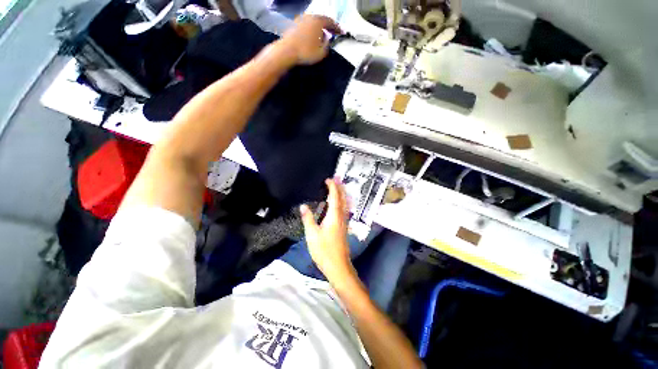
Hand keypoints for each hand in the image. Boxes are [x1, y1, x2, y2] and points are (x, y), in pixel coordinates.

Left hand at [277, 15, 342, 64]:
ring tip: (322, 35)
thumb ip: (327, 45)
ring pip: (313, 22)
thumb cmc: (306, 52)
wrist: (286, 51)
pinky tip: (312, 37)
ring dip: (319, 28)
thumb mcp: (321, 53)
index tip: (341, 32)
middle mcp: (310, 17)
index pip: (331, 22)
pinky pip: (307, 25)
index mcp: (318, 21)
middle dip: (328, 26)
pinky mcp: (294, 25)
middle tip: (333, 32)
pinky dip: (311, 30)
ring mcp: (301, 19)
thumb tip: (327, 39)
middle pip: (322, 19)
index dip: (337, 28)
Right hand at [300, 178, 354, 283]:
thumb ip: (308, 219)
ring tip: (338, 187)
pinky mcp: (344, 227)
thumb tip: (303, 206)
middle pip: (343, 198)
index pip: (334, 197)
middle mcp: (342, 216)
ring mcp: (344, 222)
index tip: (329, 179)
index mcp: (334, 216)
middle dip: (340, 187)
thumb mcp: (312, 234)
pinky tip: (339, 204)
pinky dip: (342, 202)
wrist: (338, 266)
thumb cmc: (324, 250)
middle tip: (336, 179)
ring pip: (345, 204)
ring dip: (342, 194)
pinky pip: (344, 209)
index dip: (332, 187)